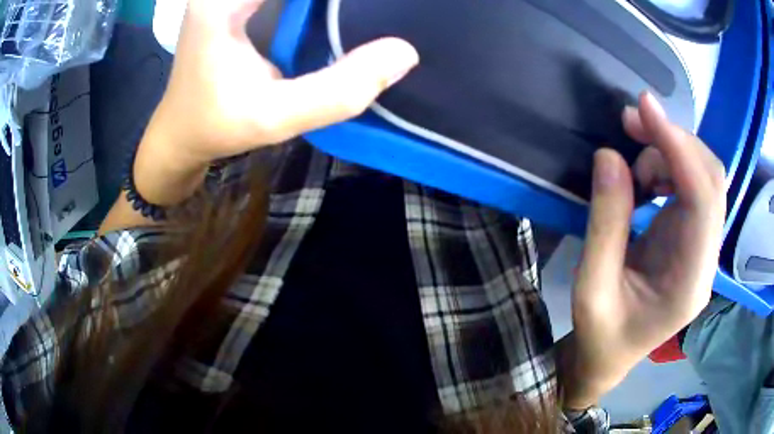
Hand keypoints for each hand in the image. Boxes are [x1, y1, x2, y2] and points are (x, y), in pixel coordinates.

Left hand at [133, 0, 417, 203]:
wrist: (180, 131)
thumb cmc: (218, 126)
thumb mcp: (276, 117)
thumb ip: (338, 90)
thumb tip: (405, 53)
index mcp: (223, 2)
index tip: (376, 6)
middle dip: (329, 1)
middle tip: (374, 8)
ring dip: (322, 2)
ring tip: (352, 12)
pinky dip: (312, 3)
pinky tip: (327, 11)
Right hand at [567, 92, 725, 406]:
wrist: (609, 357)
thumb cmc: (600, 335)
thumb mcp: (591, 287)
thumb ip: (605, 223)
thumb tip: (610, 156)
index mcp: (689, 283)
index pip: (703, 201)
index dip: (679, 148)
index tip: (645, 109)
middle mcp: (705, 260)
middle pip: (711, 180)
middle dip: (675, 141)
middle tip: (630, 124)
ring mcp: (701, 247)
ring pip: (703, 177)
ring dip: (668, 153)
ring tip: (630, 164)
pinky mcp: (691, 238)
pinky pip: (690, 187)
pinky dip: (667, 167)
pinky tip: (643, 179)